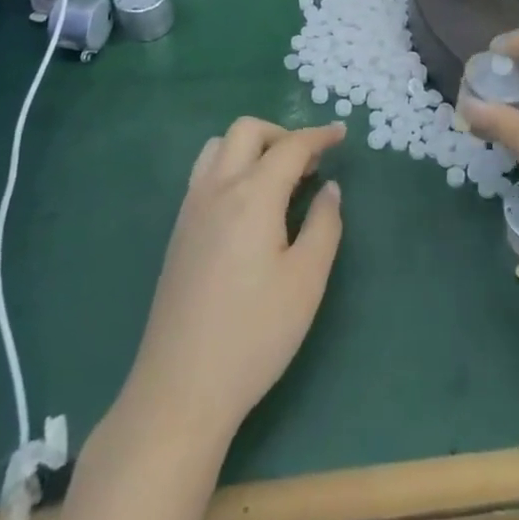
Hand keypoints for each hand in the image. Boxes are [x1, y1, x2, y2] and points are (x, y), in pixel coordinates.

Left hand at [124, 118, 345, 431]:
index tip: (341, 133)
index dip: (318, 136)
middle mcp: (218, 187)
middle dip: (281, 134)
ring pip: (219, 146)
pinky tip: (247, 205)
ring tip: (277, 178)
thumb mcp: (306, 282)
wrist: (180, 388)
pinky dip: (231, 166)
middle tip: (308, 163)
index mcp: (253, 194)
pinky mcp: (178, 231)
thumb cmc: (254, 335)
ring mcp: (191, 207)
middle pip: (247, 131)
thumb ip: (324, 225)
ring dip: (251, 146)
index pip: (290, 147)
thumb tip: (329, 189)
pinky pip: (204, 173)